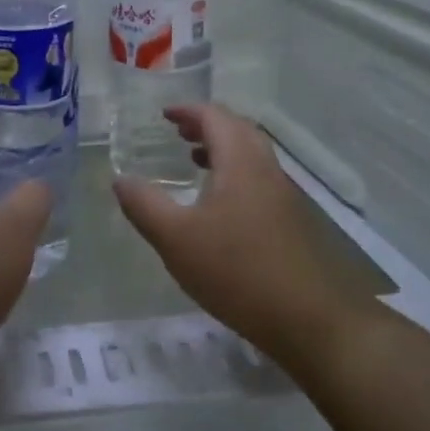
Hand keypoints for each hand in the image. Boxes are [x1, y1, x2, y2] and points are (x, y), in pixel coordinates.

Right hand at [113, 105, 382, 374]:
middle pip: (238, 131)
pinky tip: (218, 208)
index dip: (188, 111)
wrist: (309, 319)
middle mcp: (266, 171)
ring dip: (221, 150)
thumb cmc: (236, 271)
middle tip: (177, 134)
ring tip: (193, 162)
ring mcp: (284, 197)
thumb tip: (120, 180)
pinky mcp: (291, 223)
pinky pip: (258, 181)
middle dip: (206, 126)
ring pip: (251, 157)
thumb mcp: (176, 239)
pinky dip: (233, 175)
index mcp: (240, 163)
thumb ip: (144, 205)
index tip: (164, 114)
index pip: (216, 118)